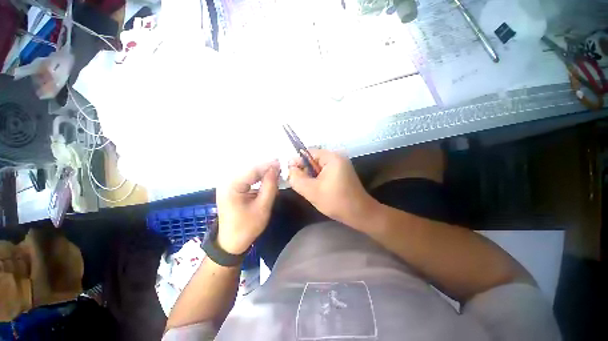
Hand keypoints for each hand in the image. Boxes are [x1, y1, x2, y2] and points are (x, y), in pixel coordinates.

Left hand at [216, 161, 279, 253]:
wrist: (231, 242)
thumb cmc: (247, 227)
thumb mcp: (262, 207)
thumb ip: (270, 186)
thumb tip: (276, 169)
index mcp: (232, 186)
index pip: (253, 169)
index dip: (269, 165)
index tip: (282, 163)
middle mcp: (227, 181)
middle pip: (250, 169)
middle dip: (266, 167)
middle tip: (281, 167)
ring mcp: (228, 184)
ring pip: (249, 172)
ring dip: (263, 172)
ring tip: (277, 172)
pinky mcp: (231, 188)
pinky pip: (247, 178)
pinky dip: (258, 177)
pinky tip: (267, 178)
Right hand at [288, 149, 378, 226]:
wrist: (360, 214)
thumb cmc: (336, 201)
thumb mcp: (311, 190)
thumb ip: (296, 178)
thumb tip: (290, 169)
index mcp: (332, 157)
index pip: (308, 153)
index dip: (297, 162)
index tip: (290, 174)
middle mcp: (337, 158)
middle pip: (313, 160)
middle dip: (304, 171)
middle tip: (300, 184)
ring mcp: (340, 166)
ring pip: (318, 167)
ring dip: (311, 176)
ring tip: (308, 188)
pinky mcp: (342, 173)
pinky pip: (324, 172)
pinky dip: (318, 179)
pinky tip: (317, 189)